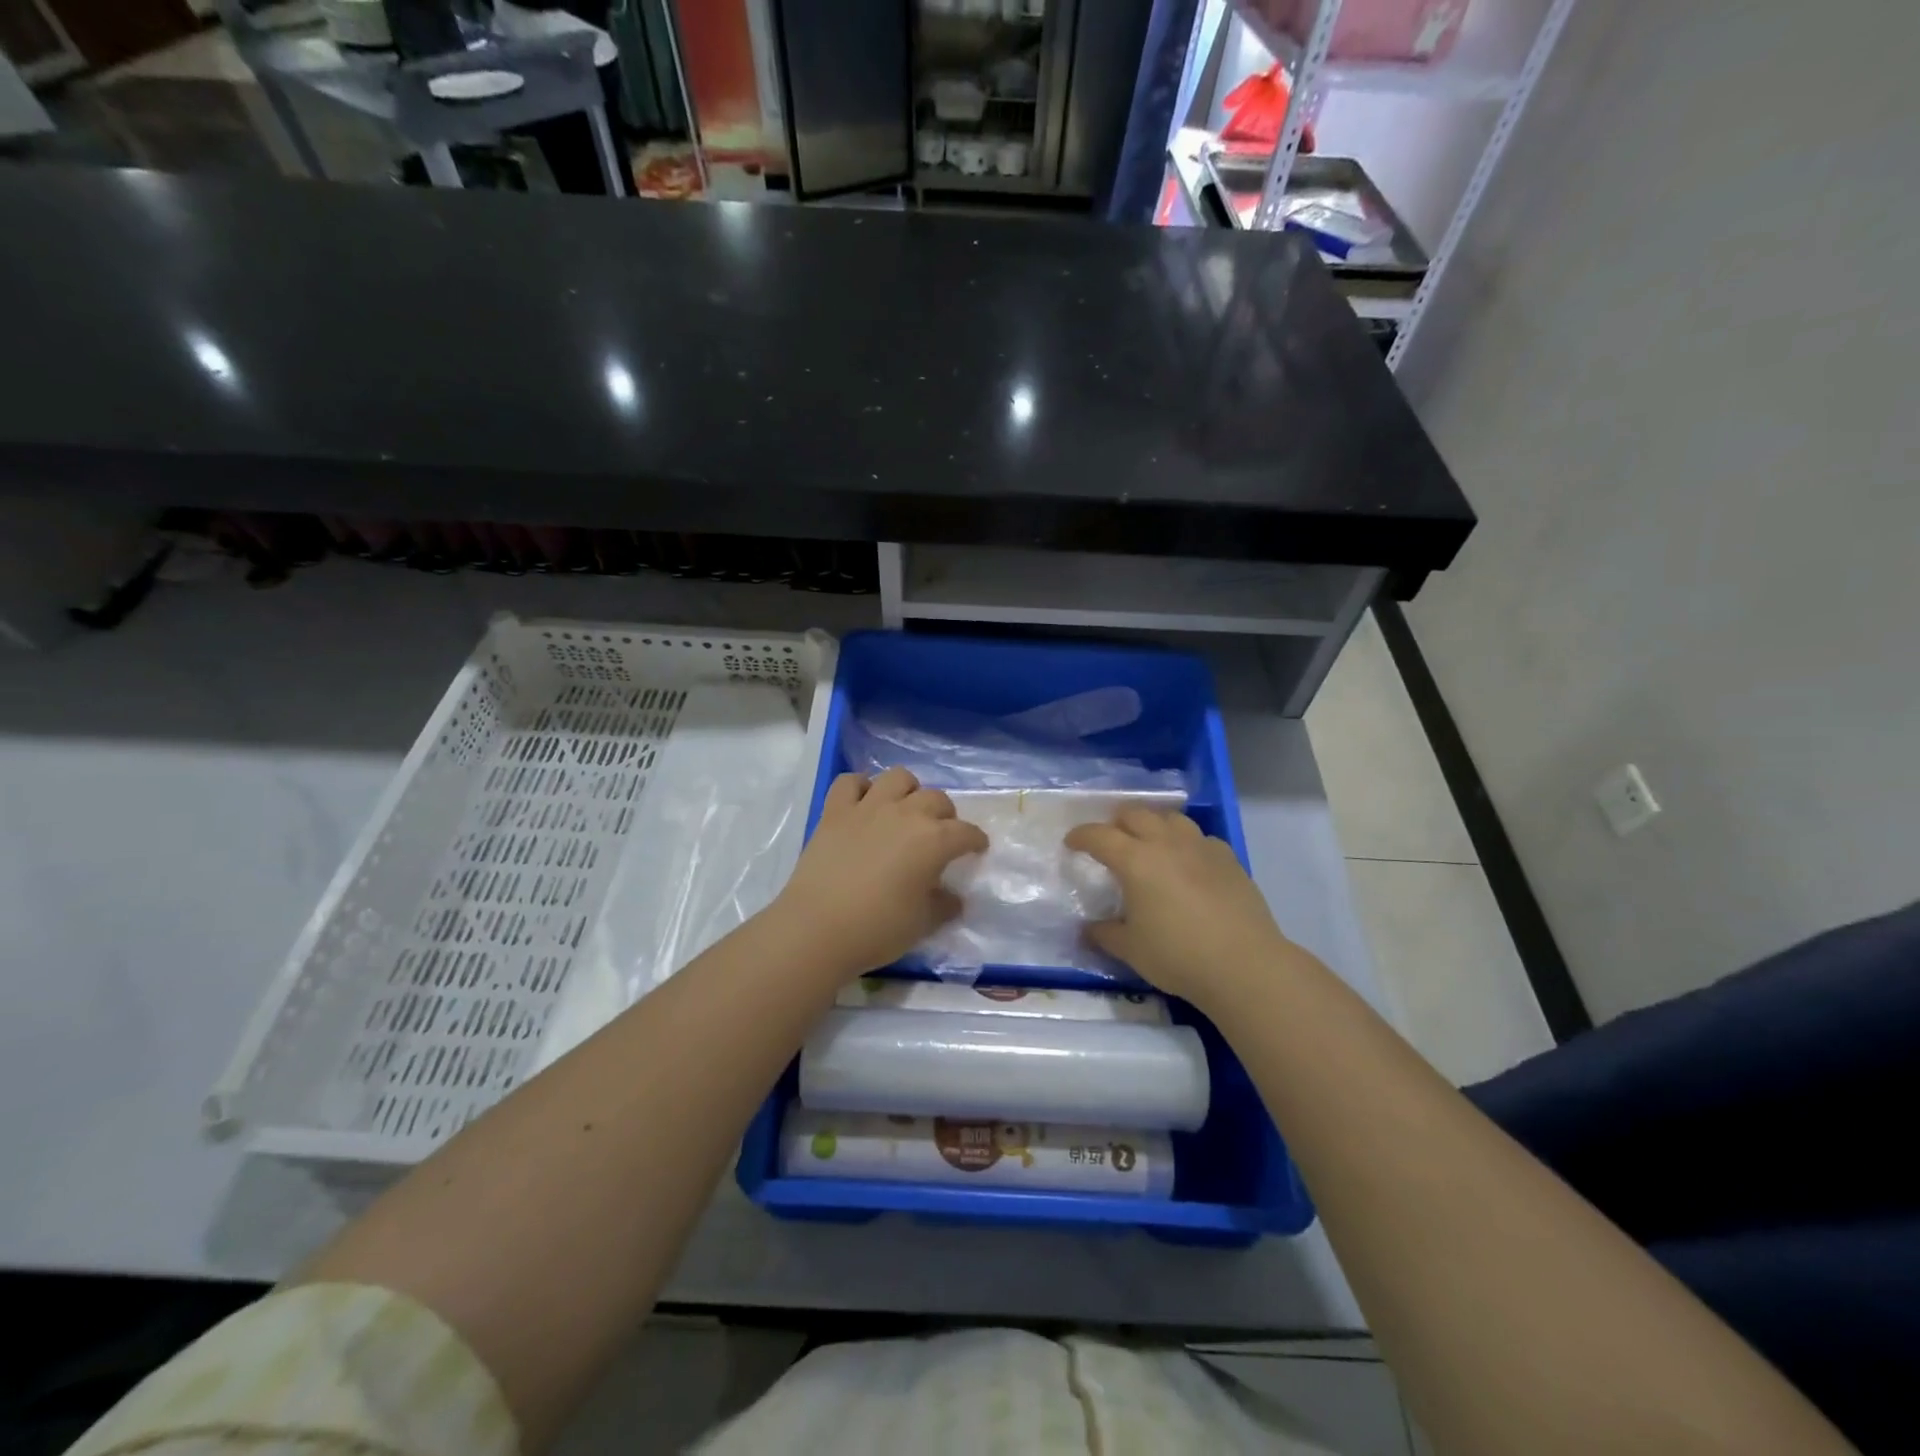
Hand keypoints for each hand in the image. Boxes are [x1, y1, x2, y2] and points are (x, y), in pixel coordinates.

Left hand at [767, 768, 987, 982]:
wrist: (817, 929)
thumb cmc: (877, 929)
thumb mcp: (922, 924)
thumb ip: (943, 905)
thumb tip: (953, 897)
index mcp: (933, 841)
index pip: (965, 832)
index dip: (975, 840)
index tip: (977, 849)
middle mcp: (905, 814)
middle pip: (936, 799)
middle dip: (945, 815)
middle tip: (940, 835)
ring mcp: (867, 807)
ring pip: (898, 777)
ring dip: (908, 790)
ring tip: (905, 810)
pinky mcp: (835, 811)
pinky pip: (850, 782)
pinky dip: (860, 787)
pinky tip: (863, 803)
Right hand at [1066, 807, 1290, 1004]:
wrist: (1245, 965)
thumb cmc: (1177, 955)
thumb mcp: (1130, 949)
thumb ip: (1104, 933)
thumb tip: (1088, 928)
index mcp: (1135, 860)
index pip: (1099, 836)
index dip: (1081, 836)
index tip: (1072, 843)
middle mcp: (1166, 843)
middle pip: (1135, 814)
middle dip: (1116, 822)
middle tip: (1110, 840)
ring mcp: (1201, 847)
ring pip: (1171, 818)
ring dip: (1153, 825)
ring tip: (1149, 843)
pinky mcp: (1229, 859)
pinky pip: (1200, 838)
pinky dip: (1186, 843)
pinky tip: (1188, 863)